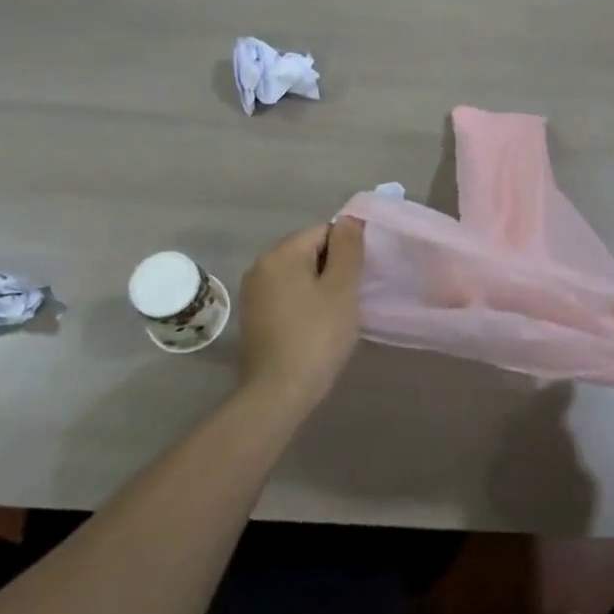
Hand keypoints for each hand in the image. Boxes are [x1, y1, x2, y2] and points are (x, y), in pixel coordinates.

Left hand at [235, 218, 365, 411]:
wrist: (277, 394)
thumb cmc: (316, 336)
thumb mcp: (342, 288)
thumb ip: (348, 248)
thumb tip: (350, 219)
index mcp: (281, 254)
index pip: (324, 231)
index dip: (347, 251)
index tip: (360, 277)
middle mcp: (261, 266)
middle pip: (309, 252)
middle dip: (334, 269)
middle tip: (352, 298)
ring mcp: (254, 294)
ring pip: (299, 276)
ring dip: (321, 288)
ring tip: (338, 315)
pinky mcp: (254, 318)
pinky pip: (288, 296)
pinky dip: (306, 304)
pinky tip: (317, 329)